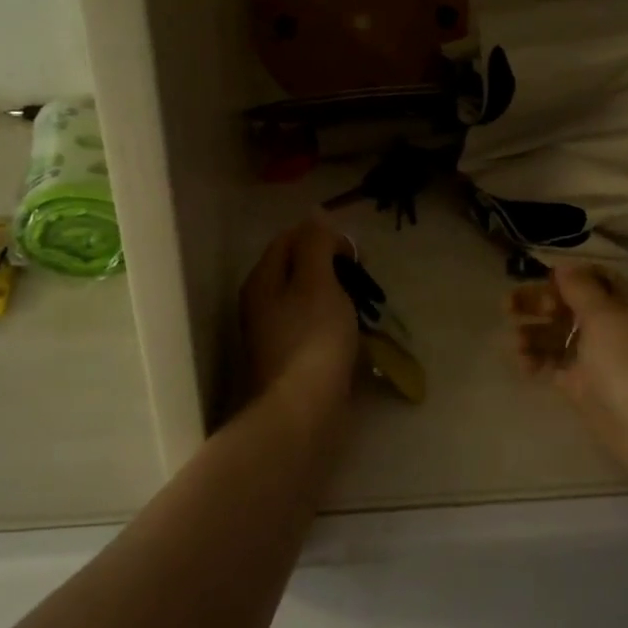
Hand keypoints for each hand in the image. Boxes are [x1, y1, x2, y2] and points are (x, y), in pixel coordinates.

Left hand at [241, 218, 360, 428]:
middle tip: (363, 280)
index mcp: (263, 280)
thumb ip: (316, 244)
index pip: (289, 239)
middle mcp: (262, 304)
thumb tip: (316, 215)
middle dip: (333, 267)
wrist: (303, 411)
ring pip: (308, 299)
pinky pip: (314, 327)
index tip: (356, 253)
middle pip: (298, 268)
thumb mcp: (317, 281)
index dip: (324, 237)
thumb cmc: (313, 339)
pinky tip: (354, 334)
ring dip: (338, 295)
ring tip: (364, 307)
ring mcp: (275, 334)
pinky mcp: (291, 360)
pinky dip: (334, 323)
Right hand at [506, 263, 627, 479]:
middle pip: (569, 305)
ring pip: (559, 335)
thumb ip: (581, 289)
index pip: (594, 278)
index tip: (539, 279)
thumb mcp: (606, 316)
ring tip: (514, 341)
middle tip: (508, 306)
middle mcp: (611, 326)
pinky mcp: (583, 385)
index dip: (566, 277)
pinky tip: (522, 364)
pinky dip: (538, 361)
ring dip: (534, 333)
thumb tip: (563, 267)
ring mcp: (597, 357)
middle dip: (539, 303)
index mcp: (625, 303)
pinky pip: (555, 364)